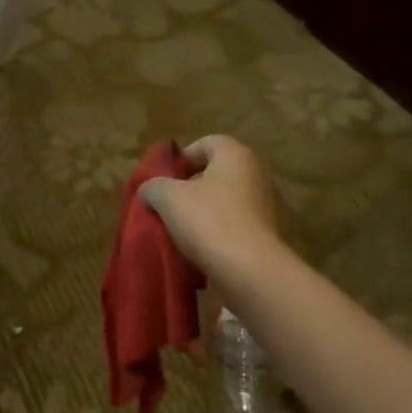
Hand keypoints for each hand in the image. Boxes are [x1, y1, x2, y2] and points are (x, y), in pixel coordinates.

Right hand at [138, 135, 280, 280]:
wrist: (248, 269)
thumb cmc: (208, 221)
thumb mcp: (168, 198)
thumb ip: (153, 186)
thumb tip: (149, 190)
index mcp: (235, 155)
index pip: (205, 143)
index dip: (181, 158)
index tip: (163, 179)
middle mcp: (254, 173)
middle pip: (214, 172)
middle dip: (187, 186)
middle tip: (166, 203)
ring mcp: (262, 204)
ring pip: (221, 199)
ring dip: (199, 210)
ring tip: (176, 228)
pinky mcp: (262, 231)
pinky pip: (230, 222)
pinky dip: (213, 229)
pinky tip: (196, 246)